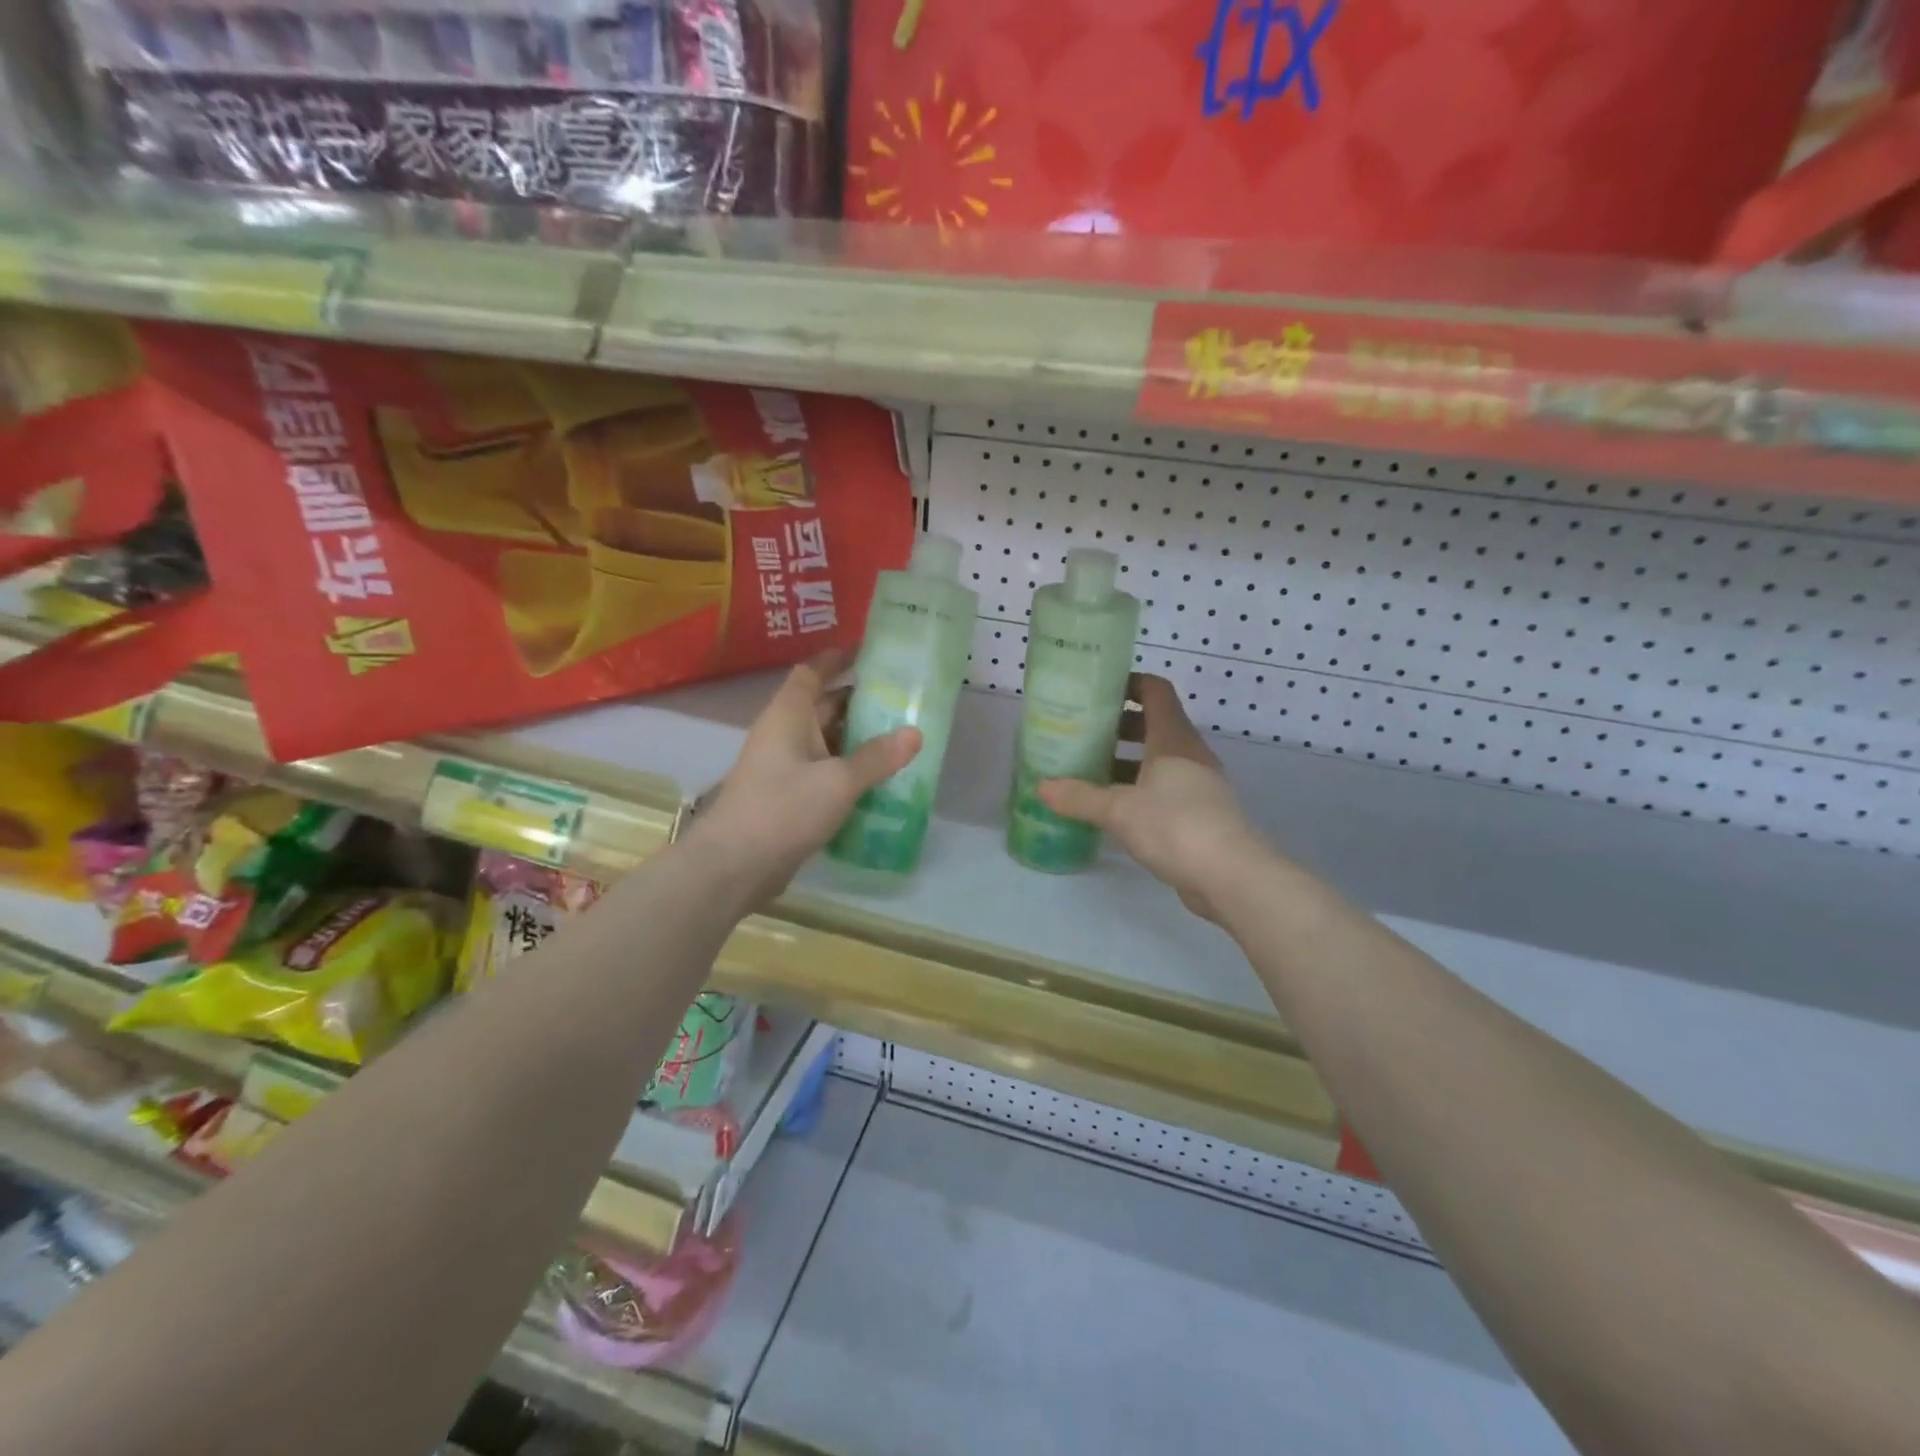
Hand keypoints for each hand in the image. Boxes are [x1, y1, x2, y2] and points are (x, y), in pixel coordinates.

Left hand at [681, 651, 920, 909]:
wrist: (735, 865)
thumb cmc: (784, 808)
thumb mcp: (838, 781)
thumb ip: (877, 757)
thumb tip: (915, 733)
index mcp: (789, 715)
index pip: (812, 672)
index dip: (838, 659)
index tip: (869, 652)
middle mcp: (784, 734)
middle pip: (824, 706)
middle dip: (860, 701)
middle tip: (903, 700)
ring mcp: (784, 767)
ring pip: (827, 742)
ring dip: (858, 739)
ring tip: (900, 738)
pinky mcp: (788, 797)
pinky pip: (824, 771)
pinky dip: (849, 770)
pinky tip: (879, 780)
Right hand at [1038, 674, 1264, 921]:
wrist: (1231, 876)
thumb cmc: (1175, 826)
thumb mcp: (1119, 810)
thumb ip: (1079, 797)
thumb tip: (1042, 788)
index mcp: (1173, 739)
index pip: (1155, 691)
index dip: (1129, 683)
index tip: (1097, 690)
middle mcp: (1188, 754)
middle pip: (1153, 725)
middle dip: (1118, 726)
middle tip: (1081, 733)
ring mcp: (1197, 785)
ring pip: (1157, 760)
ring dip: (1126, 761)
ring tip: (1088, 771)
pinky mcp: (1199, 814)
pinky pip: (1163, 789)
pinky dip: (1137, 790)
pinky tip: (1111, 809)